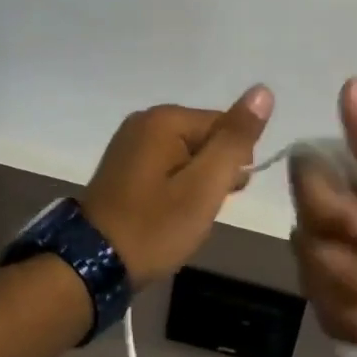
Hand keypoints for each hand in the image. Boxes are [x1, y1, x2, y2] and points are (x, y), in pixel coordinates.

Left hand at [82, 86, 274, 286]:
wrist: (93, 266)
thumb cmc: (155, 226)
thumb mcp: (204, 186)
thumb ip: (235, 139)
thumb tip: (263, 91)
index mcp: (165, 119)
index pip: (226, 127)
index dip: (233, 164)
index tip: (221, 196)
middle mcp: (145, 121)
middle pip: (207, 139)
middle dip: (214, 174)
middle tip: (199, 210)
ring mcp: (131, 143)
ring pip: (189, 156)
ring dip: (196, 185)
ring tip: (183, 216)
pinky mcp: (124, 166)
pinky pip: (168, 167)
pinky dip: (176, 189)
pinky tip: (169, 213)